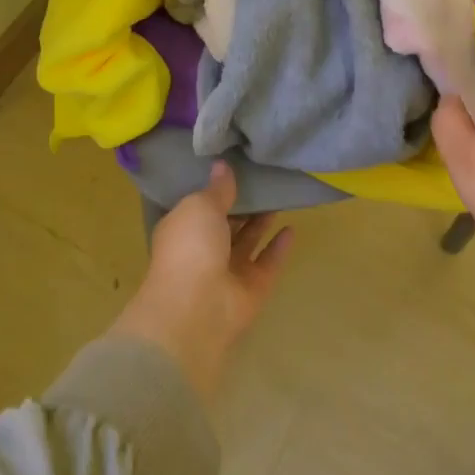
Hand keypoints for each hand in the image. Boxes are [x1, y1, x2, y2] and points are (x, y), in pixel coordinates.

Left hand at [111, 164, 293, 398]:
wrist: (196, 308)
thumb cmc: (190, 247)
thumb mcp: (200, 206)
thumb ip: (217, 189)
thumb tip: (222, 166)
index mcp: (182, 231)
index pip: (199, 208)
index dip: (215, 191)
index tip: (233, 170)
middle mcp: (203, 252)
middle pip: (226, 225)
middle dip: (241, 206)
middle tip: (262, 180)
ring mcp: (228, 273)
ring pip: (247, 242)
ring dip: (261, 223)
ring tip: (279, 197)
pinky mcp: (252, 290)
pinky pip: (268, 263)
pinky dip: (278, 248)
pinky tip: (291, 228)